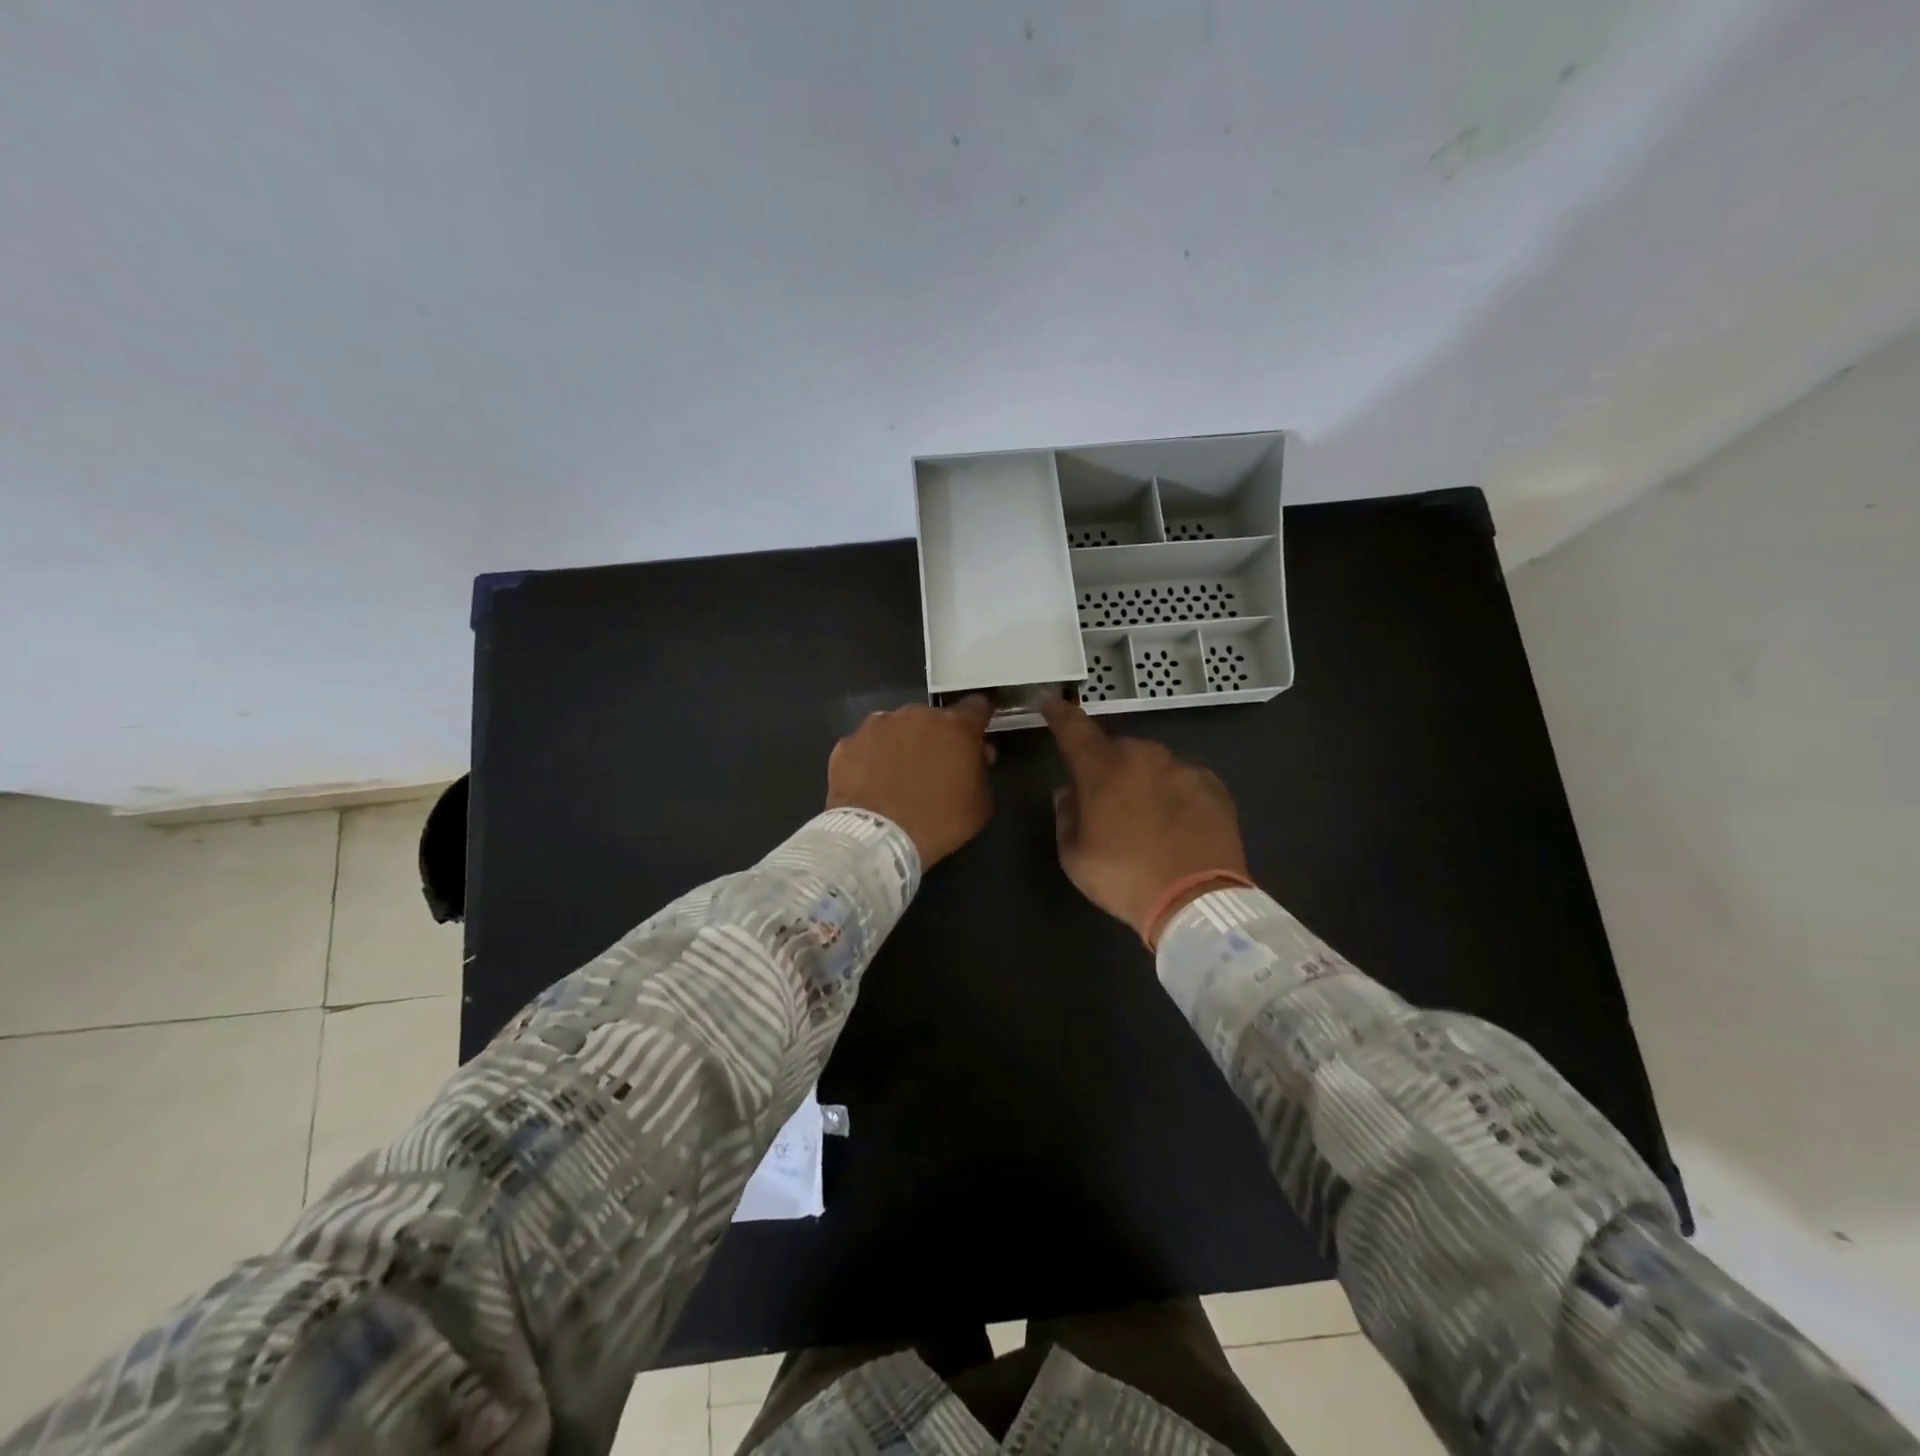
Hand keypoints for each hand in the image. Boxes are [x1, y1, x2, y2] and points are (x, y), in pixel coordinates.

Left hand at [826, 697, 995, 868]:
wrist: (876, 838)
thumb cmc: (938, 822)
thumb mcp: (980, 804)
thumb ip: (981, 769)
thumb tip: (977, 753)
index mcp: (955, 726)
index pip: (976, 707)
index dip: (977, 722)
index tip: (974, 738)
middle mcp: (916, 714)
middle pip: (932, 719)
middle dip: (935, 737)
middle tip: (931, 767)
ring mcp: (878, 725)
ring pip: (896, 728)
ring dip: (901, 744)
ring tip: (895, 776)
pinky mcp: (848, 742)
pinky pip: (866, 745)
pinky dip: (870, 758)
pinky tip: (870, 783)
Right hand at [1042, 697, 1247, 937]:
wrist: (1197, 901)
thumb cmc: (1124, 878)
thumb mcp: (1074, 856)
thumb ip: (1067, 815)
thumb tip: (1070, 792)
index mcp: (1102, 769)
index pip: (1073, 728)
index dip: (1059, 713)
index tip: (1050, 702)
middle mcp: (1142, 756)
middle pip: (1115, 748)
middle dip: (1106, 765)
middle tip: (1105, 799)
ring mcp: (1181, 767)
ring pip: (1151, 762)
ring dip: (1141, 779)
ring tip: (1145, 817)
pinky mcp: (1212, 784)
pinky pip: (1182, 778)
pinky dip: (1172, 792)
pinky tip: (1175, 822)